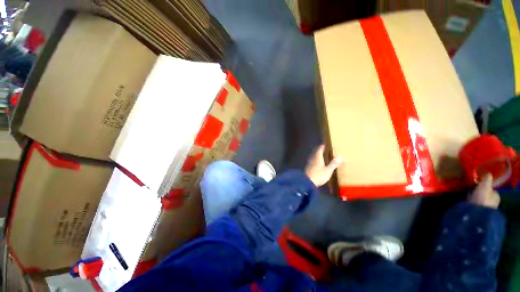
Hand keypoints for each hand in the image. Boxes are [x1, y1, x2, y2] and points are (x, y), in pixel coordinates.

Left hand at [305, 145, 341, 186]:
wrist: (307, 182)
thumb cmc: (318, 175)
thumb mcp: (328, 170)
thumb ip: (333, 164)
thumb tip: (340, 156)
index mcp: (317, 158)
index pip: (319, 150)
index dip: (321, 147)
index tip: (323, 145)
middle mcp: (312, 159)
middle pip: (315, 153)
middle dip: (318, 151)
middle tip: (322, 149)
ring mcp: (309, 164)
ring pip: (313, 157)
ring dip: (316, 155)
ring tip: (320, 155)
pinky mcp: (307, 168)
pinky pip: (312, 162)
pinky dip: (314, 160)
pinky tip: (316, 163)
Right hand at [468, 174, 499, 208]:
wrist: (477, 213)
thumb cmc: (483, 198)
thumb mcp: (485, 186)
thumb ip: (487, 180)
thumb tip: (489, 173)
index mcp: (496, 196)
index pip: (492, 190)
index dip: (486, 186)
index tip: (479, 183)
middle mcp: (492, 202)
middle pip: (485, 194)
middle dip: (479, 192)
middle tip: (472, 188)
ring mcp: (484, 207)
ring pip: (478, 199)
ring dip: (474, 196)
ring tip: (467, 193)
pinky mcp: (476, 211)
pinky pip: (473, 203)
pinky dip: (470, 201)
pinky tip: (465, 199)